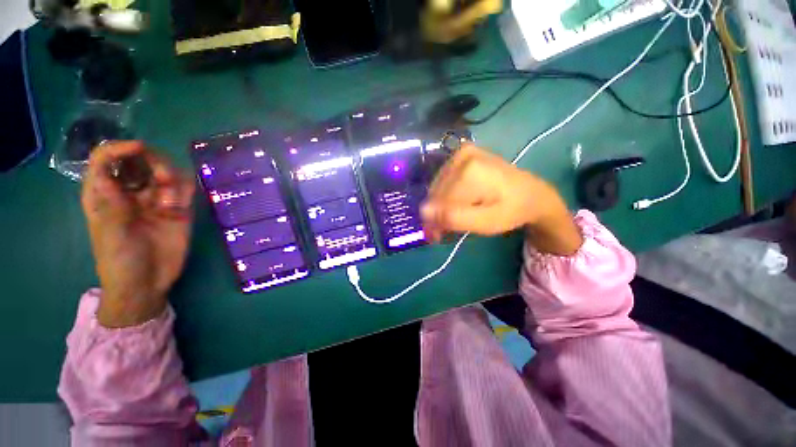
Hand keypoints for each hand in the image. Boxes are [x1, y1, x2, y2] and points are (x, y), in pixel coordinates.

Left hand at [82, 141, 194, 327]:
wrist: (147, 283)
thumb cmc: (119, 260)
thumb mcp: (109, 232)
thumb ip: (111, 202)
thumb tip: (110, 171)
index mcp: (104, 194)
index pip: (106, 159)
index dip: (120, 148)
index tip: (140, 148)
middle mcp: (130, 192)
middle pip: (139, 160)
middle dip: (152, 161)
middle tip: (163, 178)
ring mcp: (155, 201)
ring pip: (165, 171)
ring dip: (171, 177)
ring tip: (171, 201)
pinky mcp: (178, 210)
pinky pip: (184, 189)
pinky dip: (185, 190)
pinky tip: (179, 206)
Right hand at [421, 144, 582, 255]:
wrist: (531, 194)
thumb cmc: (511, 211)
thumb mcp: (485, 222)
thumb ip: (454, 217)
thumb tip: (423, 211)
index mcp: (468, 170)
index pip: (438, 201)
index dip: (434, 221)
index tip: (437, 237)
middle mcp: (462, 155)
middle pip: (436, 192)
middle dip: (437, 214)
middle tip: (444, 232)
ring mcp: (462, 153)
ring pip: (438, 187)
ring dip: (441, 206)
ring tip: (452, 219)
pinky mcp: (463, 155)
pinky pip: (444, 181)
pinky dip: (446, 196)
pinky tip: (455, 204)